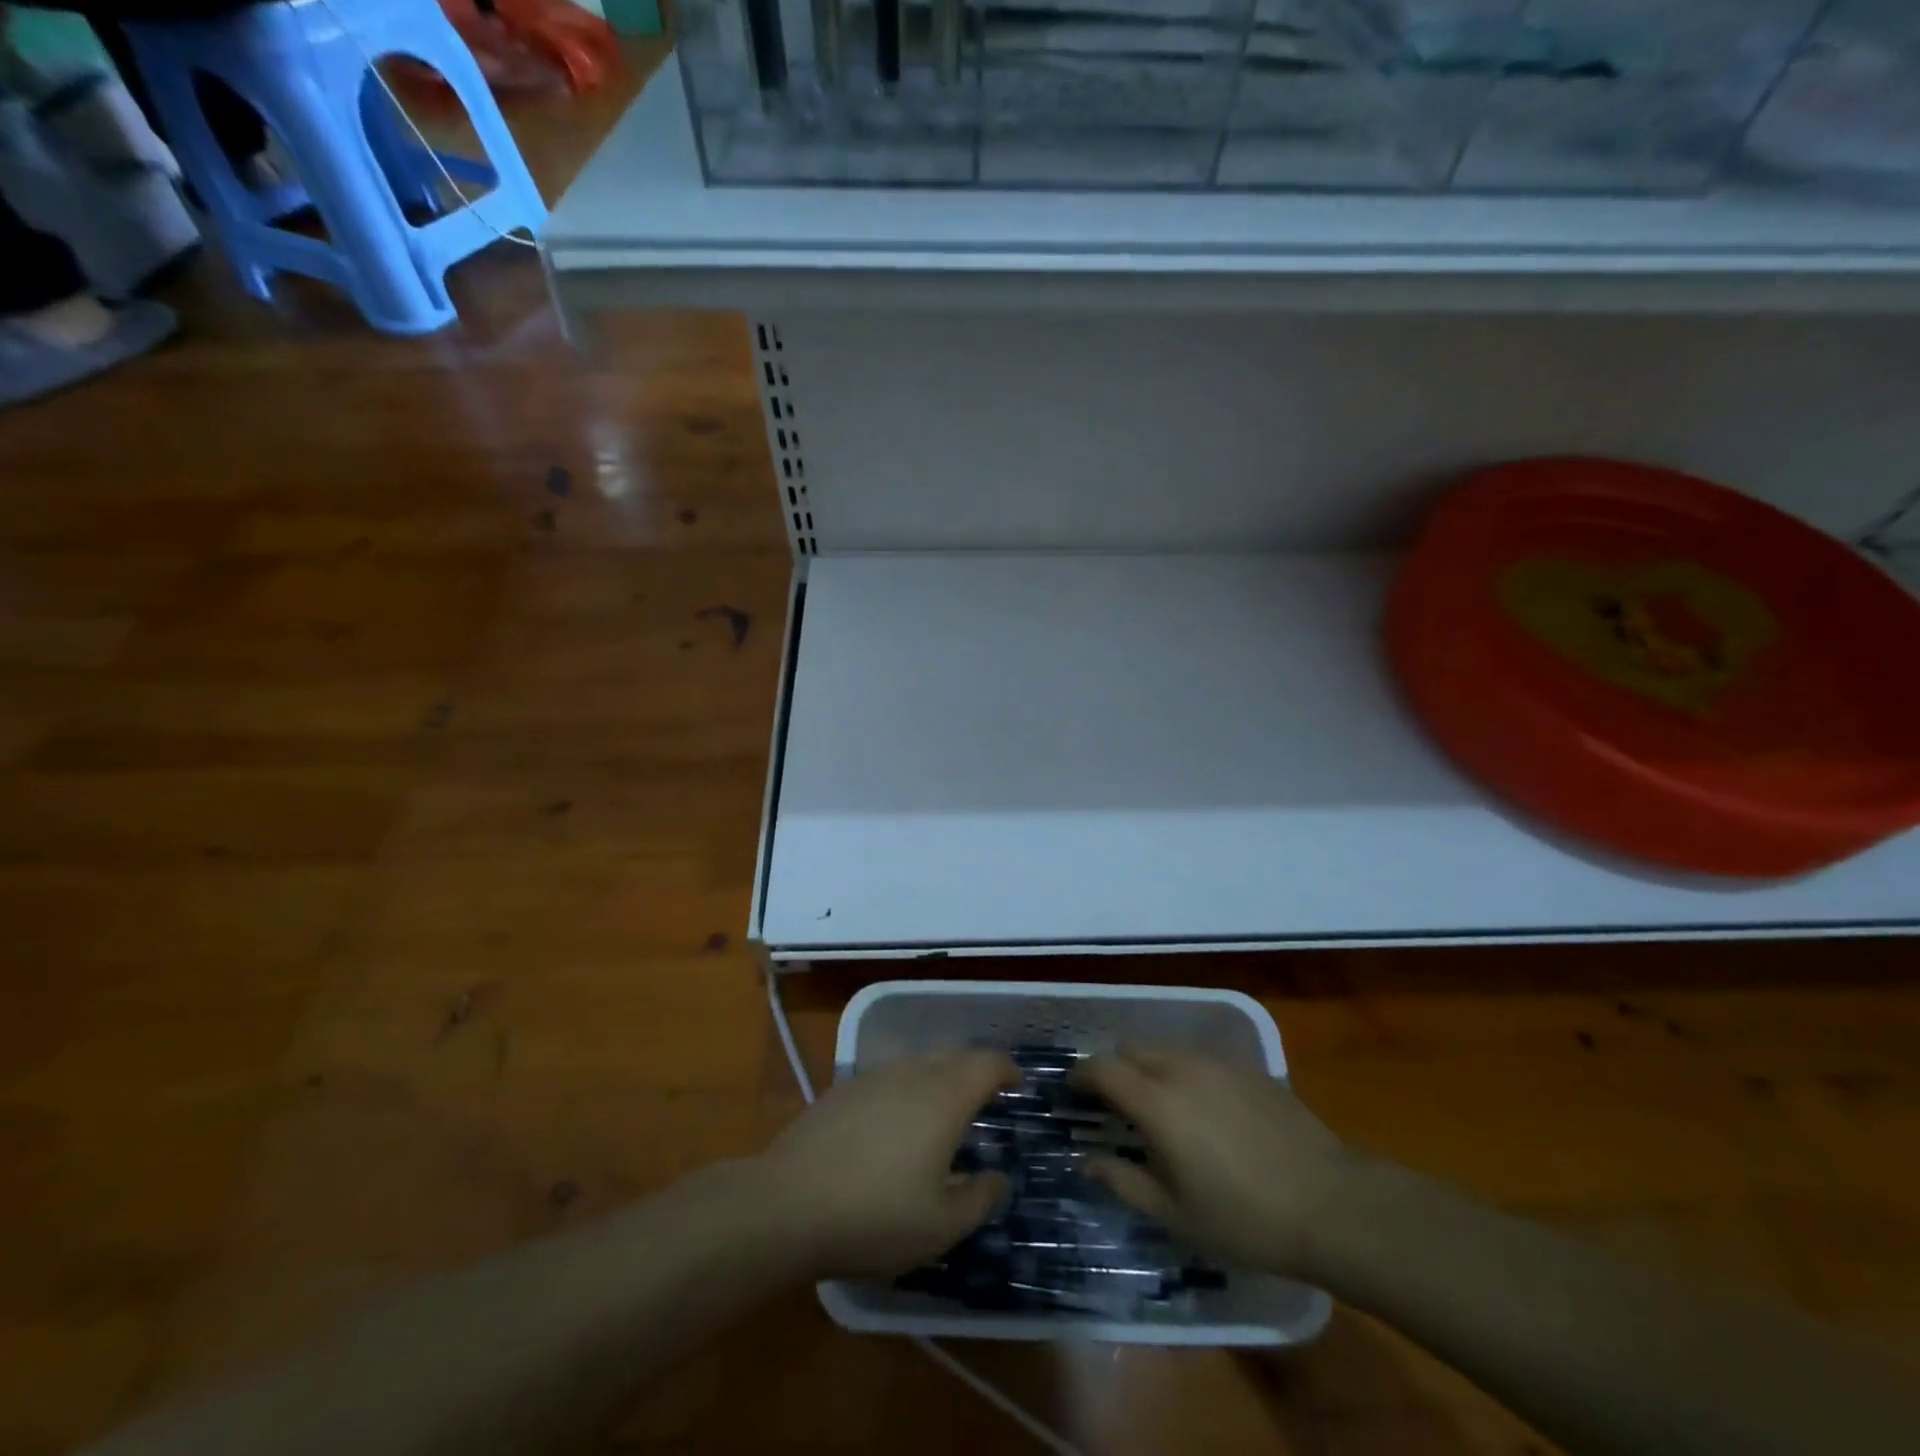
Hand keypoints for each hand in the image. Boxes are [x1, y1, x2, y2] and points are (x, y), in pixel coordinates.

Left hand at [754, 1051, 1019, 1279]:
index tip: (1018, 1085)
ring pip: (918, 1065)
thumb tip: (999, 1176)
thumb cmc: (876, 1215)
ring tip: (940, 1116)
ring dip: (938, 1081)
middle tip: (985, 1102)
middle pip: (954, 1057)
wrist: (787, 1204)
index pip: (987, 1063)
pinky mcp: (842, 1090)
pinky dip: (904, 1092)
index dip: (1007, 1070)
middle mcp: (912, 1073)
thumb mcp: (942, 1226)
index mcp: (944, 1097)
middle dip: (975, 1073)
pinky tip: (893, 1127)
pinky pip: (888, 1079)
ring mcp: (872, 1077)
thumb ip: (980, 1197)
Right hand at [1075, 1049, 1358, 1276]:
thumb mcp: (1174, 1214)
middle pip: (1131, 1049)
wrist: (1331, 1205)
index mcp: (1156, 1102)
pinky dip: (1184, 1072)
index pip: (1102, 1068)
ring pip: (1166, 1049)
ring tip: (1158, 1105)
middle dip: (1114, 1068)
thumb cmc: (1244, 1219)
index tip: (1073, 1091)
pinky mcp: (1249, 1069)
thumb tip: (1087, 1161)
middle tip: (1115, 1103)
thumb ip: (1123, 1182)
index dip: (1081, 1075)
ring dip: (1149, 1067)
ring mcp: (1218, 1064)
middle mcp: (1181, 1069)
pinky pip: (1200, 1059)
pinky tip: (1203, 1110)